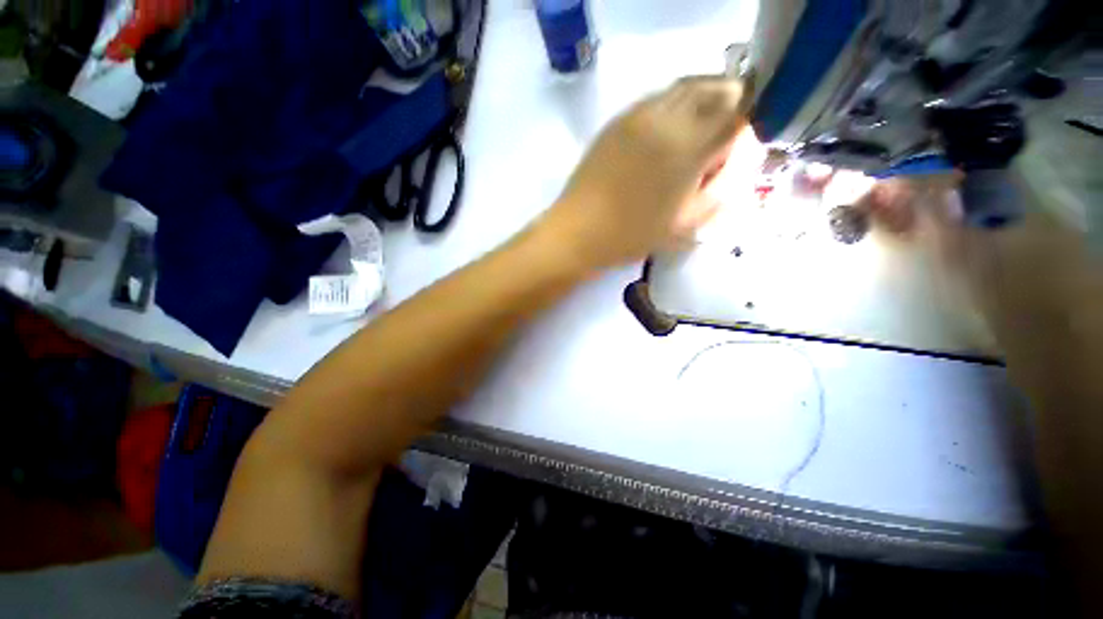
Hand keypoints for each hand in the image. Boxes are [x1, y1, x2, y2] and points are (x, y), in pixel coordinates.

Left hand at [540, 77, 751, 269]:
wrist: (579, 231)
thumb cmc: (632, 235)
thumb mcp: (686, 224)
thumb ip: (719, 189)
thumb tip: (733, 161)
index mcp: (689, 147)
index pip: (737, 112)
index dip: (744, 124)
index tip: (735, 146)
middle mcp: (667, 118)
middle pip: (713, 88)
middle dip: (727, 104)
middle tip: (720, 134)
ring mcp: (638, 115)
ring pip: (683, 88)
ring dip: (700, 101)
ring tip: (694, 133)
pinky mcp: (616, 121)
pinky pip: (655, 100)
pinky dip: (672, 107)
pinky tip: (665, 134)